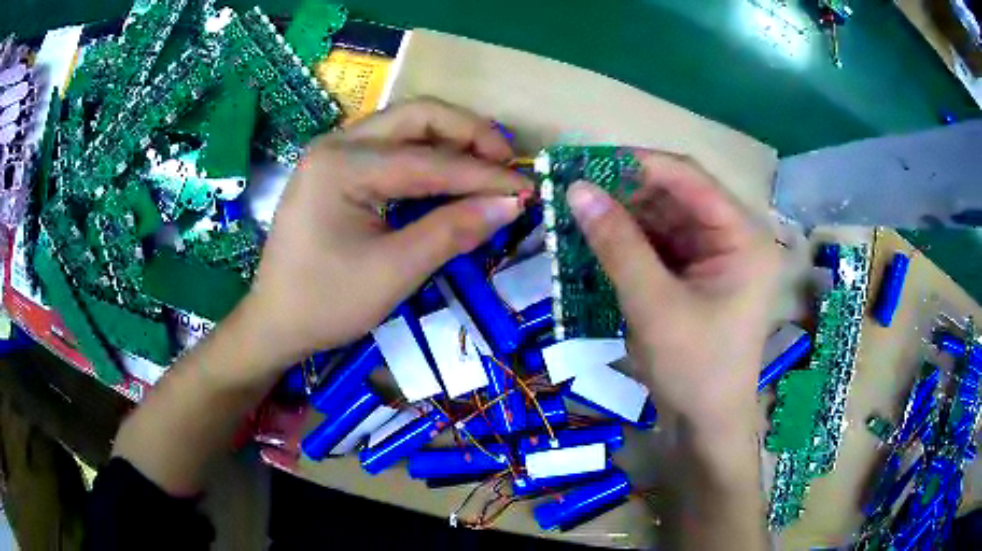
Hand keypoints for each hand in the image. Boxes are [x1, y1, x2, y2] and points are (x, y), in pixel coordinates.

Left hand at [240, 99, 531, 370]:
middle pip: (416, 116)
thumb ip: (453, 231)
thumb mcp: (394, 271)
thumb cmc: (326, 303)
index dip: (483, 176)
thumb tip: (511, 204)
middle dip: (468, 134)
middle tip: (506, 163)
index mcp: (342, 165)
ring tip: (488, 166)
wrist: (275, 323)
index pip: (429, 160)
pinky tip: (449, 175)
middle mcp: (335, 143)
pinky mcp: (335, 169)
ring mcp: (333, 153)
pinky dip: (426, 156)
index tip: (527, 188)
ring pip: (405, 127)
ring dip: (450, 140)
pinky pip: (390, 148)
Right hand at [567, 151, 779, 434]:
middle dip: (627, 192)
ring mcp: (717, 256)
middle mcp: (735, 237)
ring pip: (665, 219)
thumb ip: (617, 244)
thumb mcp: (654, 304)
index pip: (690, 178)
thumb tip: (576, 190)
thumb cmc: (694, 368)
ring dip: (625, 216)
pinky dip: (631, 241)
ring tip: (579, 213)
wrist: (707, 424)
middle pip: (677, 196)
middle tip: (576, 190)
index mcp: (744, 236)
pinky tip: (599, 239)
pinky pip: (662, 244)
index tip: (587, 162)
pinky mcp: (699, 275)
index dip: (638, 164)